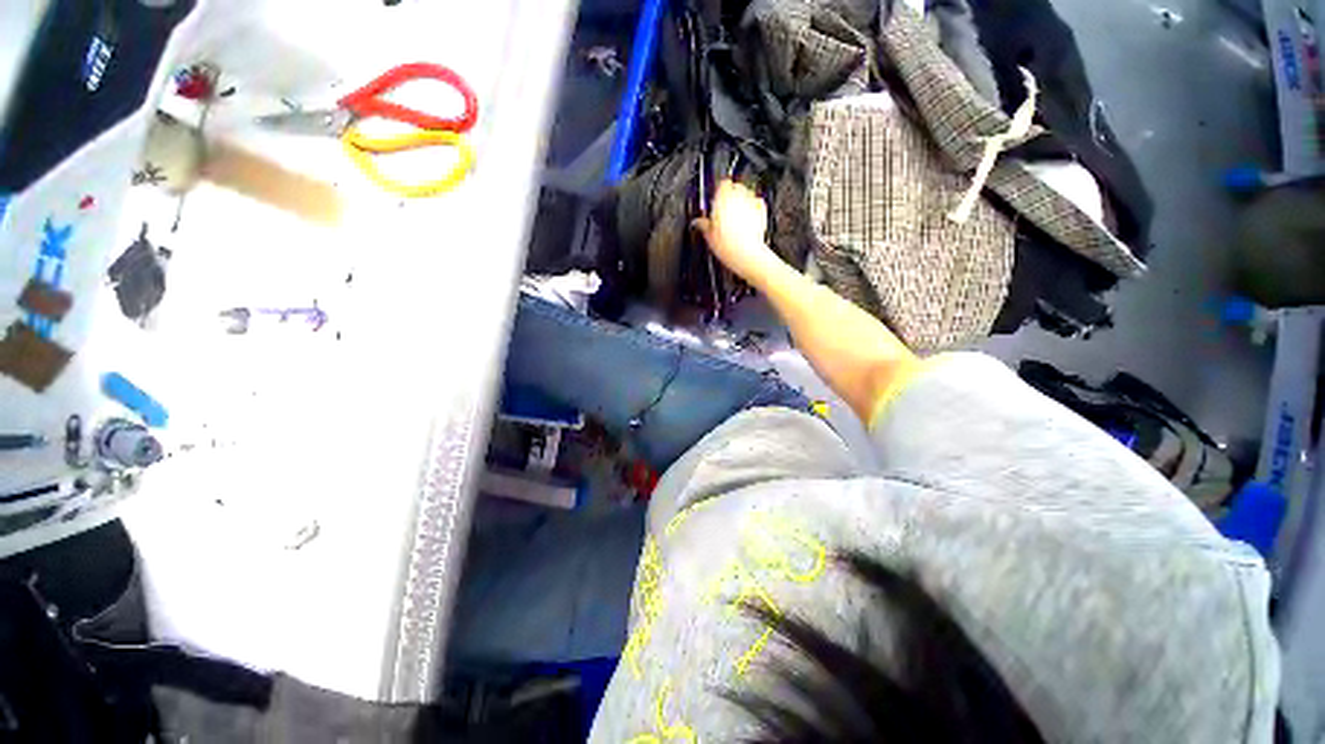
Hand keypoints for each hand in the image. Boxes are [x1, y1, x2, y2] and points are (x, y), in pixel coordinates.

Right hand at [693, 180, 781, 283]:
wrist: (746, 254)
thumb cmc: (728, 245)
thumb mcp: (708, 235)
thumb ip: (703, 224)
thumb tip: (697, 222)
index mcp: (723, 198)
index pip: (722, 183)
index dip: (719, 190)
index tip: (716, 199)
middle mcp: (739, 197)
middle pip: (736, 187)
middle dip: (731, 195)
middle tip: (725, 208)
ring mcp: (752, 203)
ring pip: (748, 193)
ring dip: (743, 200)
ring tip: (736, 215)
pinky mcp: (762, 212)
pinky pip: (758, 203)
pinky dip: (754, 208)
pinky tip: (748, 218)